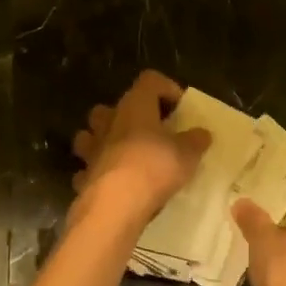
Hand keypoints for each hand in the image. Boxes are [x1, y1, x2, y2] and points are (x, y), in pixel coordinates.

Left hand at [71, 70, 210, 220]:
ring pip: (92, 133)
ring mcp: (91, 148)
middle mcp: (109, 121)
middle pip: (115, 106)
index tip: (180, 108)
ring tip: (126, 154)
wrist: (115, 205)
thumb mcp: (187, 154)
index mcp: (135, 105)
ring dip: (106, 140)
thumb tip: (202, 133)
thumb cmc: (153, 167)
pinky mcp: (83, 175)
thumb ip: (195, 141)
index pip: (149, 80)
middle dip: (131, 115)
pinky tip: (112, 183)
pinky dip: (98, 172)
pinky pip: (89, 167)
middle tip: (151, 131)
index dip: (166, 88)